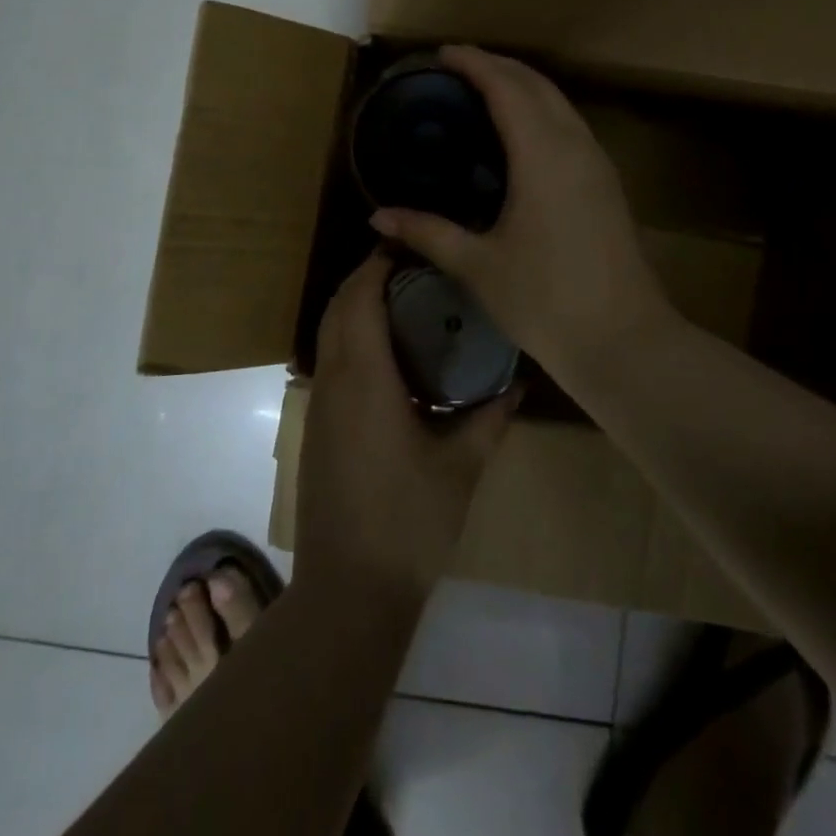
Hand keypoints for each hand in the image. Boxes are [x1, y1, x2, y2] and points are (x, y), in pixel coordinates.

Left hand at [294, 252, 515, 604]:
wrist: (349, 590)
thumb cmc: (409, 522)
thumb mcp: (461, 466)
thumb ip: (490, 418)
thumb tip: (518, 382)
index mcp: (365, 378)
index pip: (361, 298)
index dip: (378, 265)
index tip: (408, 246)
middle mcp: (333, 380)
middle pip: (338, 308)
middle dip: (366, 278)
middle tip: (412, 268)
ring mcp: (318, 405)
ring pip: (328, 333)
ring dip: (354, 307)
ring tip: (401, 301)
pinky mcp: (316, 427)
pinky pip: (328, 361)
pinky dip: (349, 337)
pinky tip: (386, 356)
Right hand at [368, 46, 675, 370]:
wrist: (624, 340)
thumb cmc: (545, 300)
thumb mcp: (478, 266)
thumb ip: (427, 233)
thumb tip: (377, 217)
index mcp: (543, 156)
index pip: (507, 88)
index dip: (475, 64)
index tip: (443, 53)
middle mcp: (575, 146)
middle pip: (538, 85)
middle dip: (499, 66)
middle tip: (458, 66)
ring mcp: (598, 164)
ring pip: (560, 103)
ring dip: (523, 86)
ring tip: (485, 90)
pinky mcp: (606, 184)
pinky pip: (570, 126)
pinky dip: (541, 111)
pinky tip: (520, 134)